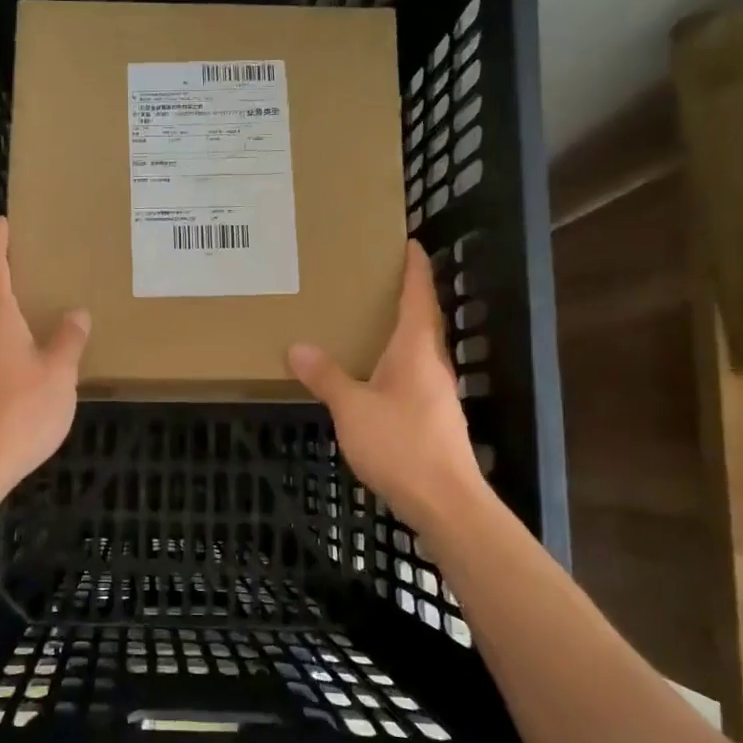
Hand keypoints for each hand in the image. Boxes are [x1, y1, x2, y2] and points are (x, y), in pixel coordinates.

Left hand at [0, 217, 90, 496]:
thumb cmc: (19, 412)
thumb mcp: (58, 375)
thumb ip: (68, 341)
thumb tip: (76, 312)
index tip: (4, 221)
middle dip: (6, 275)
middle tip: (34, 265)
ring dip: (6, 309)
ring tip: (34, 307)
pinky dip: (4, 337)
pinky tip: (25, 353)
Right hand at [287, 240, 482, 529]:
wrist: (445, 500)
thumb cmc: (401, 444)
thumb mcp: (353, 409)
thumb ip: (326, 376)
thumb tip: (297, 347)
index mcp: (416, 349)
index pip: (419, 295)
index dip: (415, 267)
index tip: (409, 241)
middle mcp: (432, 363)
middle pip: (423, 318)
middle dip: (406, 294)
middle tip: (376, 277)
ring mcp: (436, 391)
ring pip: (418, 348)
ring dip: (400, 328)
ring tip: (368, 320)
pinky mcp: (433, 416)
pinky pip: (413, 373)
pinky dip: (395, 360)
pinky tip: (373, 373)